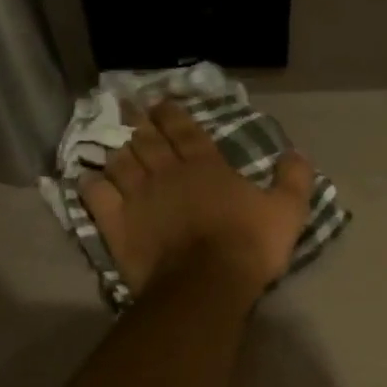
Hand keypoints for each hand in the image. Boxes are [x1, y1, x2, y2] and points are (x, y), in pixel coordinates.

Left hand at [80, 100, 314, 298]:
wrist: (207, 284)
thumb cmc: (248, 245)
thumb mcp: (288, 211)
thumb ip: (294, 179)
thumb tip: (296, 152)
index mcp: (205, 165)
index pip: (184, 129)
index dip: (171, 113)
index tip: (159, 102)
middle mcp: (167, 172)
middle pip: (147, 140)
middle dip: (139, 123)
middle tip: (129, 109)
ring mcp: (138, 197)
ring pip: (120, 163)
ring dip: (118, 152)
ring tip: (115, 146)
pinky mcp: (118, 224)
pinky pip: (97, 196)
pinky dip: (92, 185)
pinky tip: (90, 180)